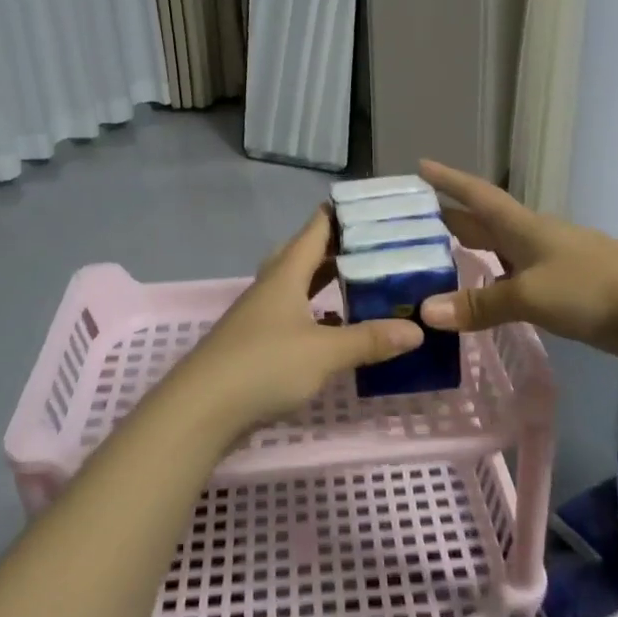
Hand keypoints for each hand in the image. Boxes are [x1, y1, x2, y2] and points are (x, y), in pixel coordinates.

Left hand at [162, 209, 422, 437]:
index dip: (342, 213)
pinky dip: (317, 314)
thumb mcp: (324, 352)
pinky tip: (335, 327)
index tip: (375, 207)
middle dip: (341, 247)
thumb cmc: (263, 366)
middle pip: (307, 254)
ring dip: (328, 281)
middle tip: (379, 245)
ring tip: (364, 280)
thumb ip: (369, 339)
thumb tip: (417, 330)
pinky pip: (294, 315)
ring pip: (299, 285)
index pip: (316, 228)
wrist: (201, 409)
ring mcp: (261, 314)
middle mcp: (272, 286)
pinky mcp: (257, 342)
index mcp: (286, 273)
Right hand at [417, 161, 617, 367]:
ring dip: (471, 251)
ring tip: (437, 259)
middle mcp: (533, 237)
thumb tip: (425, 312)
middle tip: (411, 223)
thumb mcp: (529, 296)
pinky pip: (516, 275)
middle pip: (484, 222)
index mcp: (523, 226)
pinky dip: (493, 280)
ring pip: (500, 250)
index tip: (420, 166)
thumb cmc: (591, 289)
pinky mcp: (564, 286)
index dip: (448, 180)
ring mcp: (551, 261)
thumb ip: (479, 304)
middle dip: (450, 219)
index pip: (477, 195)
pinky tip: (482, 293)